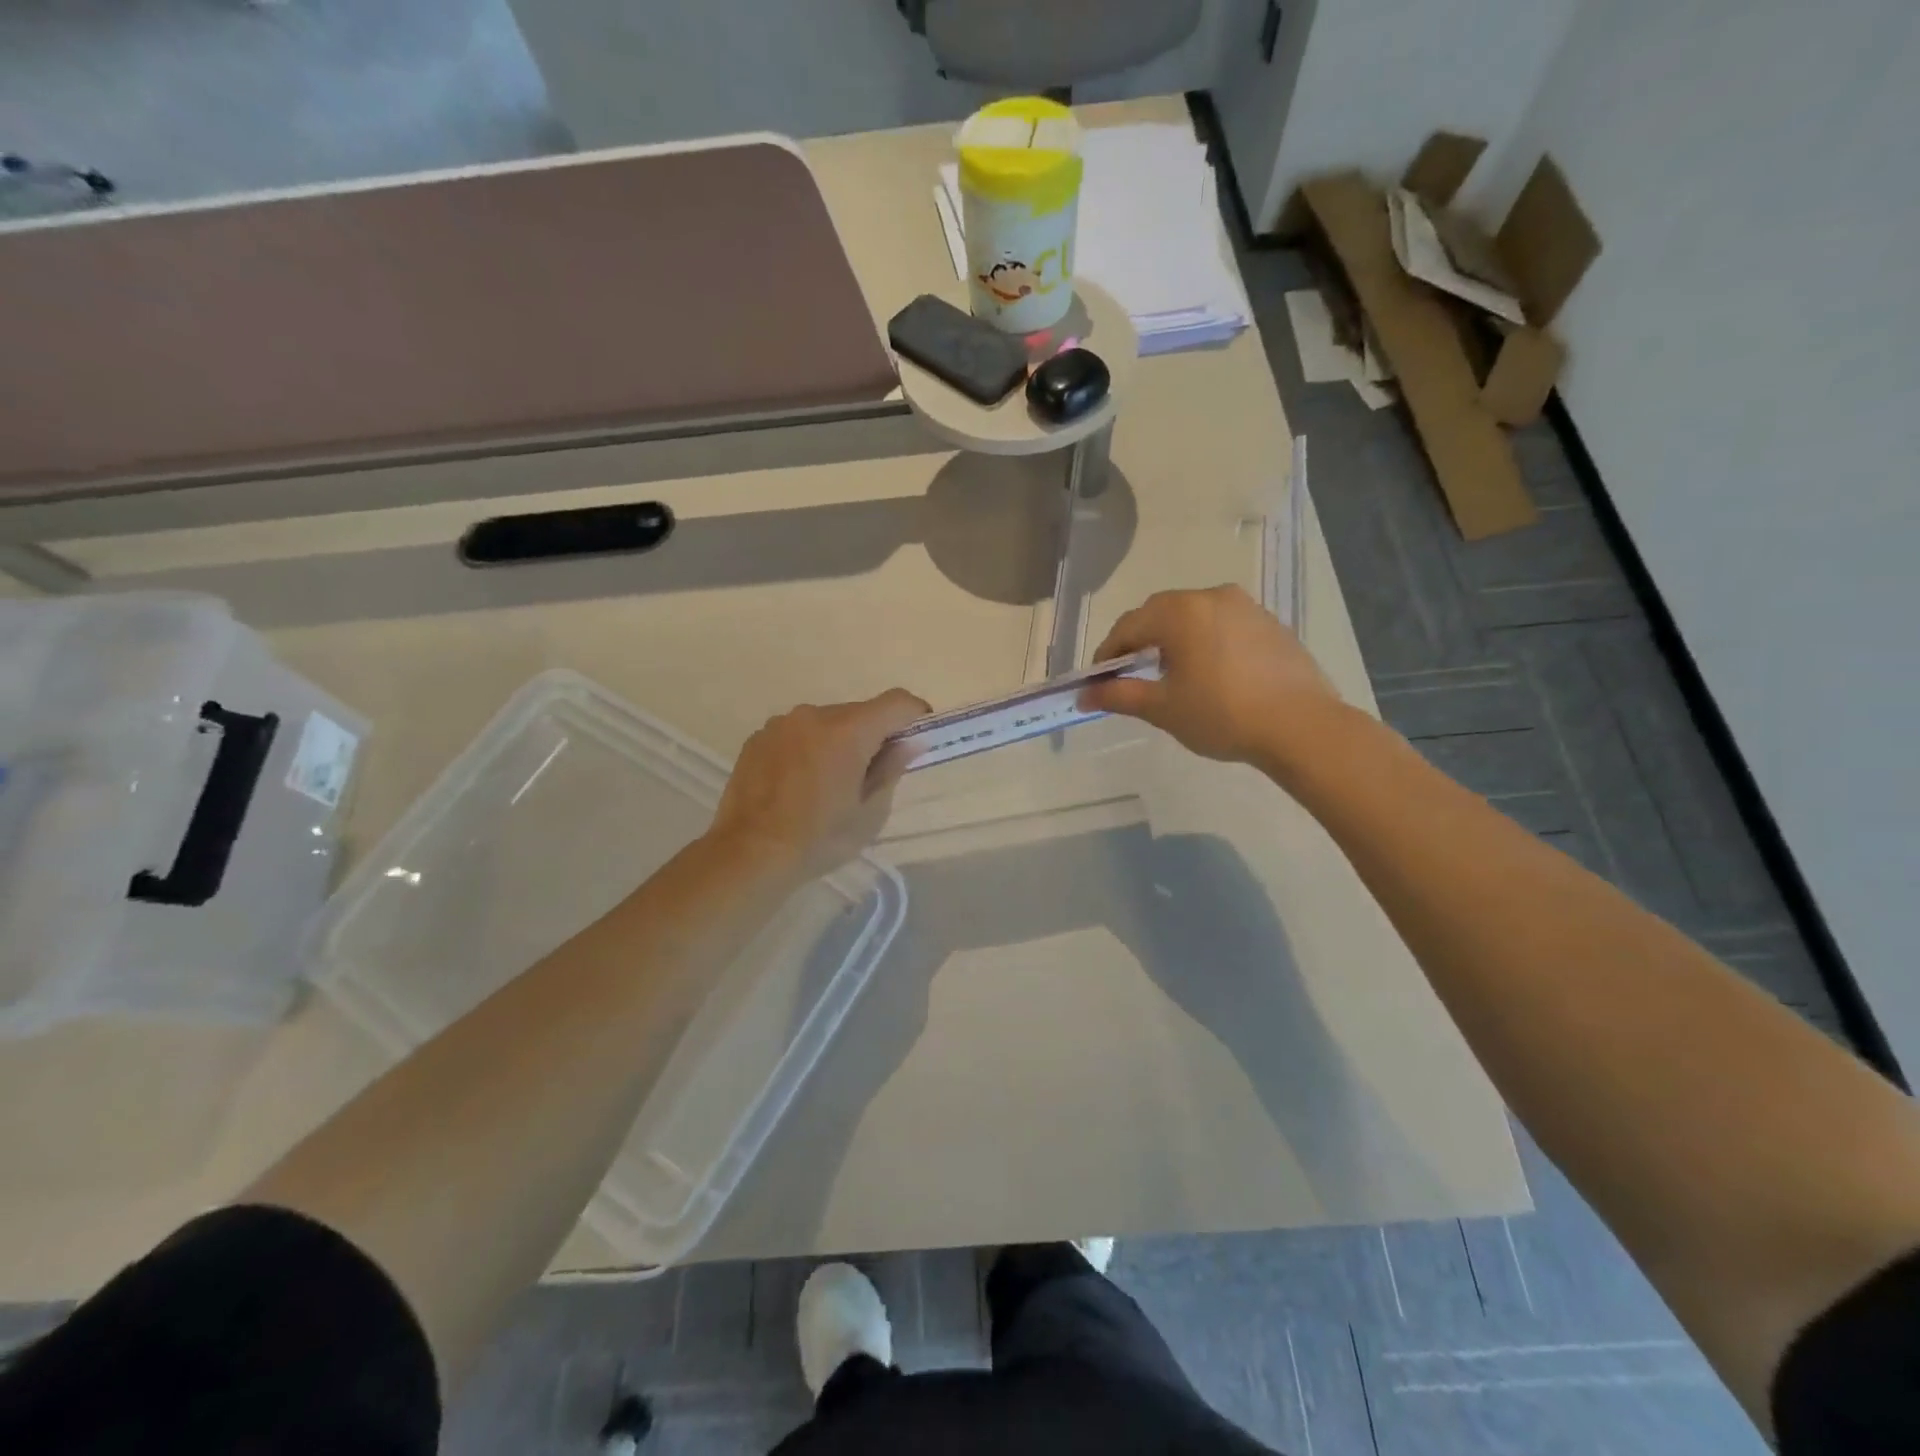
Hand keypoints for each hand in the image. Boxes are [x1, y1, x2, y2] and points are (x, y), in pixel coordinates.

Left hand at [709, 689, 929, 876]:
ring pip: (825, 723)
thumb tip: (910, 743)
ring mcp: (781, 725)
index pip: (896, 702)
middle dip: (873, 735)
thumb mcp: (869, 813)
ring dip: (837, 742)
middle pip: (859, 713)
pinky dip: (807, 749)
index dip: (915, 714)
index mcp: (848, 731)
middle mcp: (814, 715)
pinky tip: (798, 785)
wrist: (749, 855)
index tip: (919, 737)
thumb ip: (891, 769)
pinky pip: (796, 734)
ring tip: (828, 784)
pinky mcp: (758, 739)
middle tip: (870, 775)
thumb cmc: (819, 838)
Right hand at [1079, 585, 1345, 771]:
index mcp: (1180, 612)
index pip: (1128, 626)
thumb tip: (1083, 694)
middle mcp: (1212, 597)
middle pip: (1160, 613)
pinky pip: (1223, 624)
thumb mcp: (1163, 708)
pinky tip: (1210, 672)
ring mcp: (1246, 607)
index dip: (1108, 653)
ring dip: (1173, 638)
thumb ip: (1119, 695)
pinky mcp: (1270, 623)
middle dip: (1139, 641)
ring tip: (1171, 673)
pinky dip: (1205, 640)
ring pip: (1194, 616)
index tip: (1100, 680)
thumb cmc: (1222, 715)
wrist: (1301, 726)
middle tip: (1131, 675)